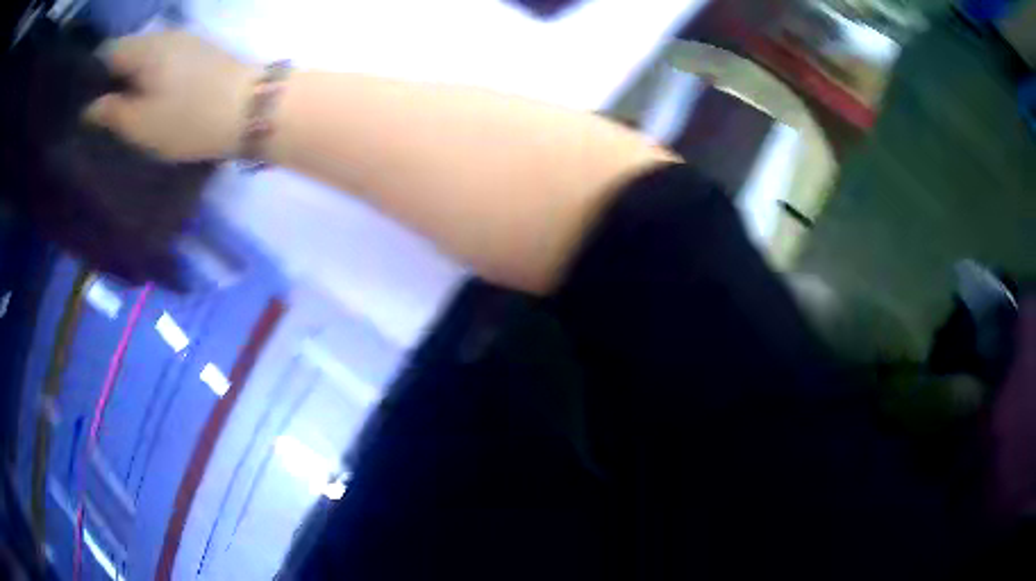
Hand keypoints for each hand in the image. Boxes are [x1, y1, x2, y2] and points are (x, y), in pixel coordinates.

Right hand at [84, 31, 257, 160]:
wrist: (251, 107)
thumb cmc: (187, 118)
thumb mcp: (140, 124)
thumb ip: (111, 112)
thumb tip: (89, 107)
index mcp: (144, 48)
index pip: (107, 51)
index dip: (90, 75)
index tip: (80, 101)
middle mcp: (163, 35)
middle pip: (125, 51)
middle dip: (108, 78)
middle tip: (96, 112)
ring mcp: (183, 40)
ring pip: (144, 56)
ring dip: (129, 78)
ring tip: (117, 107)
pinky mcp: (198, 51)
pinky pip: (162, 60)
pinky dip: (149, 76)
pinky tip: (145, 96)